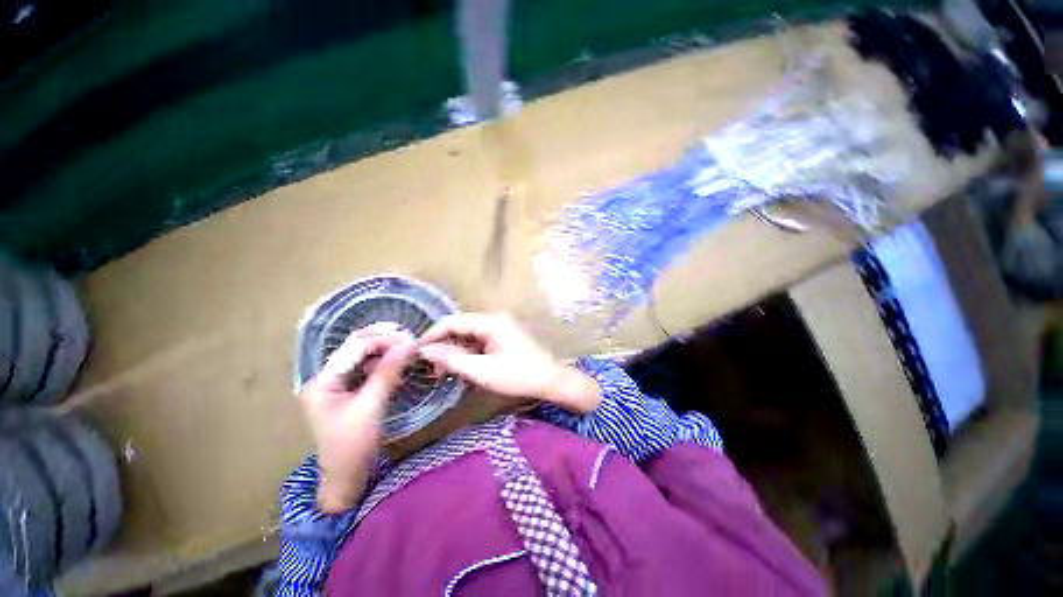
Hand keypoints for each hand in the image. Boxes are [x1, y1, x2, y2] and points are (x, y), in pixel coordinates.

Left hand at [299, 323, 416, 512]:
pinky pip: (369, 368)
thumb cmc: (353, 446)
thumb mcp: (372, 407)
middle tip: (410, 339)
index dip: (383, 340)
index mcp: (323, 381)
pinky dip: (385, 363)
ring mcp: (338, 384)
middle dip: (384, 340)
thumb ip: (388, 372)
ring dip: (386, 350)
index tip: (410, 340)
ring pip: (364, 356)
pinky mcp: (350, 391)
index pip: (354, 347)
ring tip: (408, 349)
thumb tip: (409, 345)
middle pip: (356, 347)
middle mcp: (327, 377)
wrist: (347, 479)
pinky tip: (400, 365)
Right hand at [418, 313, 600, 413]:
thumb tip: (426, 350)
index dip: (432, 335)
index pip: (453, 321)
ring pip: (470, 336)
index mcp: (491, 322)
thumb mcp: (482, 371)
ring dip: (456, 352)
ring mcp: (501, 328)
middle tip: (432, 370)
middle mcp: (495, 319)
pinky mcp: (504, 338)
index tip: (416, 352)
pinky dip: (470, 355)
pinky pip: (480, 342)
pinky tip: (464, 370)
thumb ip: (452, 359)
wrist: (551, 381)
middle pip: (461, 328)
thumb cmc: (518, 376)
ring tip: (446, 373)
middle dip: (444, 346)